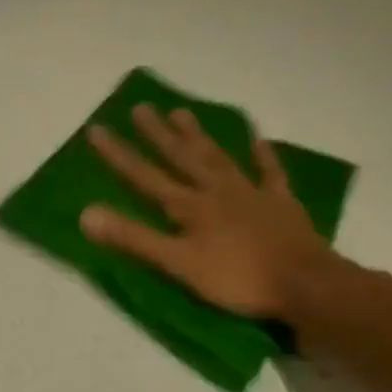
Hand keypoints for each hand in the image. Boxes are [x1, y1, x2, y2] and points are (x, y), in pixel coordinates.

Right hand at [81, 105, 331, 319]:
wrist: (304, 284)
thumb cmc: (236, 278)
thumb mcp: (177, 263)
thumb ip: (133, 238)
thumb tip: (86, 214)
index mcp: (189, 206)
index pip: (145, 176)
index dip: (119, 155)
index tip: (97, 129)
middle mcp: (216, 190)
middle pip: (182, 157)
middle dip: (157, 134)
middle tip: (141, 106)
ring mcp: (251, 193)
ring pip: (219, 157)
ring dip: (199, 136)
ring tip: (182, 112)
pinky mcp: (280, 204)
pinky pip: (269, 173)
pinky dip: (263, 155)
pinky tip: (258, 139)